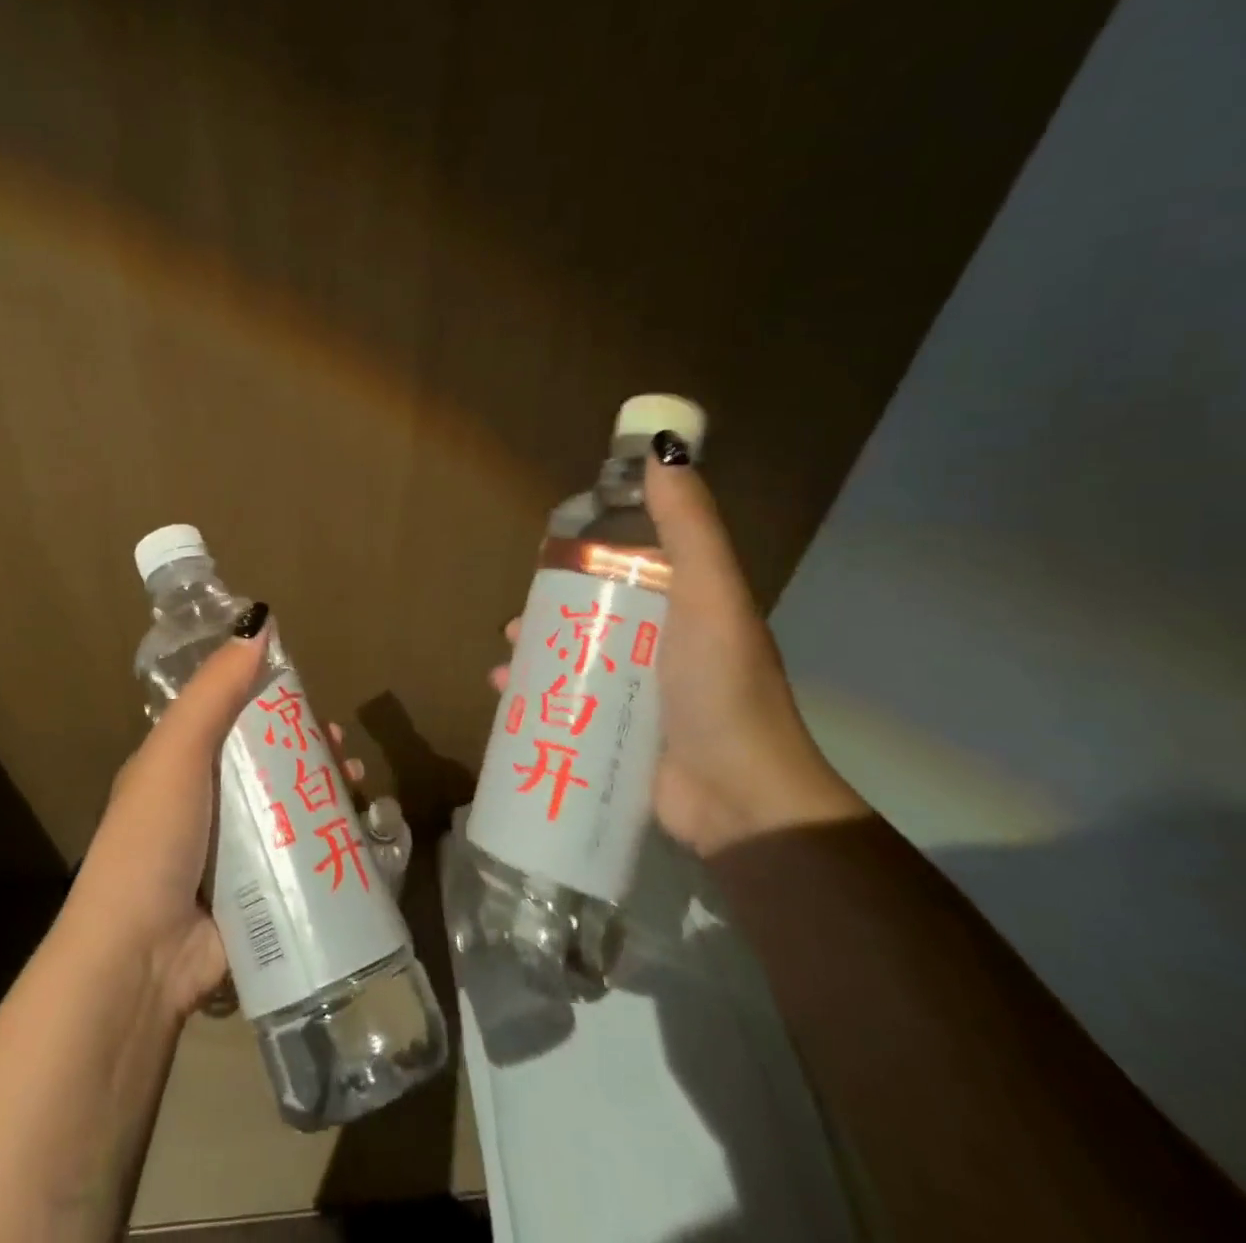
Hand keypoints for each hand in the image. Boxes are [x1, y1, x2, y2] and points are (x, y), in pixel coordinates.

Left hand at [67, 611, 375, 1018]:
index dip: (273, 703)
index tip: (310, 699)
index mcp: (181, 765)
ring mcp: (234, 853)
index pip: (234, 718)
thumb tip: (259, 623)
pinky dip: (330, 842)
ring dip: (327, 793)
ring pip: (290, 808)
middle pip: (269, 763)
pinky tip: (359, 835)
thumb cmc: (154, 838)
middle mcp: (206, 804)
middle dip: (310, 751)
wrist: (140, 956)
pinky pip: (301, 856)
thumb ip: (216, 689)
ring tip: (358, 786)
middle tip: (343, 750)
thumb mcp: (177, 750)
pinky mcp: (260, 895)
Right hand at [491, 449, 866, 856]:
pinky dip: (534, 697)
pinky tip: (504, 696)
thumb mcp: (709, 596)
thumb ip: (687, 527)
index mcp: (684, 608)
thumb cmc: (720, 687)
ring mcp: (638, 695)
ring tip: (506, 658)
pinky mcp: (617, 734)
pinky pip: (567, 704)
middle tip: (516, 622)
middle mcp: (661, 647)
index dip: (588, 556)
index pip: (629, 568)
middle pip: (593, 617)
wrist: (741, 798)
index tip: (549, 553)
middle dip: (551, 614)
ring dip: (537, 656)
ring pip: (575, 661)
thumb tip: (664, 447)